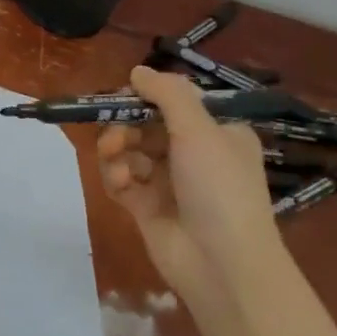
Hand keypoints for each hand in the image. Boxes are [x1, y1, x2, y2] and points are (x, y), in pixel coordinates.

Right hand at [96, 66, 278, 291]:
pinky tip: (120, 183)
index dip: (147, 97)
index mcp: (218, 133)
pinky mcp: (146, 207)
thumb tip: (137, 71)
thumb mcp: (199, 130)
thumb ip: (167, 94)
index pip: (176, 103)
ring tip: (114, 158)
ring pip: (129, 150)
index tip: (124, 95)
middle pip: (146, 125)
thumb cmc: (219, 188)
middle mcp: (194, 154)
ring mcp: (169, 182)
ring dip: (117, 149)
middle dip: (125, 124)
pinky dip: (116, 176)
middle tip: (114, 132)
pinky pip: (121, 180)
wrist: (222, 265)